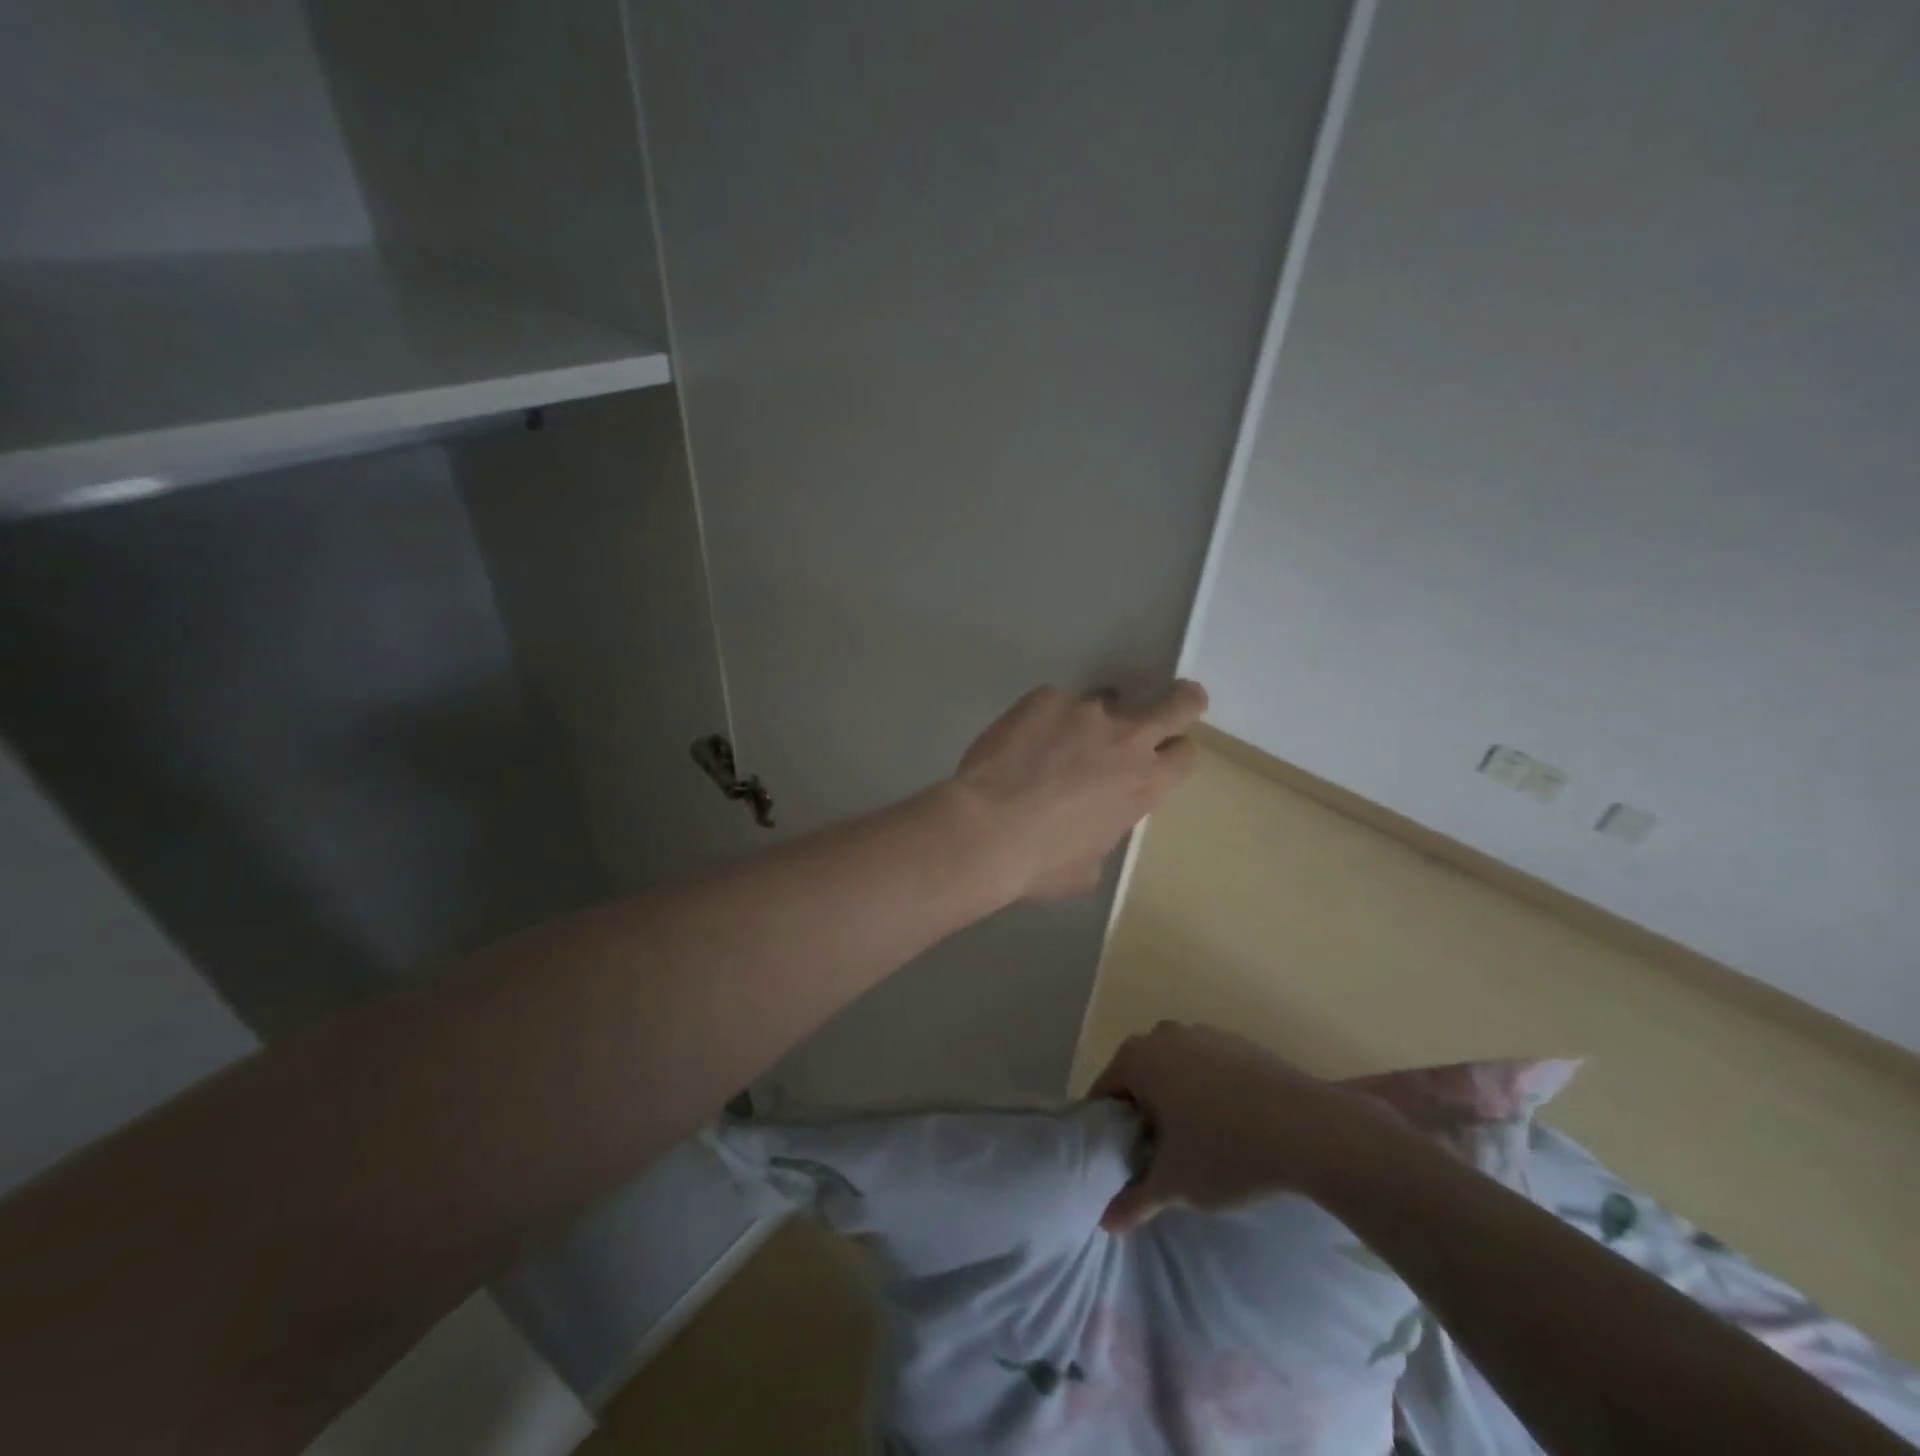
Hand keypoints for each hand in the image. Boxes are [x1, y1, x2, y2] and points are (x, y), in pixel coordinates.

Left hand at [953, 682, 1206, 901]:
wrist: (985, 830)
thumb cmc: (1040, 862)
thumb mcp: (1091, 865)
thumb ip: (1106, 830)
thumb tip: (1096, 820)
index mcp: (1144, 783)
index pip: (1186, 754)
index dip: (1175, 754)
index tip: (1160, 757)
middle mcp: (1125, 738)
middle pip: (1178, 702)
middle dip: (1180, 701)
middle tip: (1166, 706)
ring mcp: (1085, 710)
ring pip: (1105, 701)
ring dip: (1090, 721)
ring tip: (1055, 744)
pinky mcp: (1045, 698)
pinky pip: (1055, 704)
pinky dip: (1044, 721)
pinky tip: (1019, 746)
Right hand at [1089, 1022, 1400, 1232]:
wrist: (1311, 1129)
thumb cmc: (1227, 1151)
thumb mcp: (1175, 1185)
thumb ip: (1134, 1201)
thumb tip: (1105, 1222)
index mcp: (1138, 1058)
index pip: (1104, 1092)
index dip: (1107, 1128)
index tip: (1121, 1160)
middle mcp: (1164, 1035)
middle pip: (1138, 1075)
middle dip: (1142, 1111)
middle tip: (1158, 1156)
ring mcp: (1204, 1033)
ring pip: (1174, 1069)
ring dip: (1176, 1098)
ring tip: (1197, 1143)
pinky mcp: (1239, 1042)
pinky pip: (1207, 1066)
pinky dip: (1208, 1090)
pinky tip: (1232, 1126)